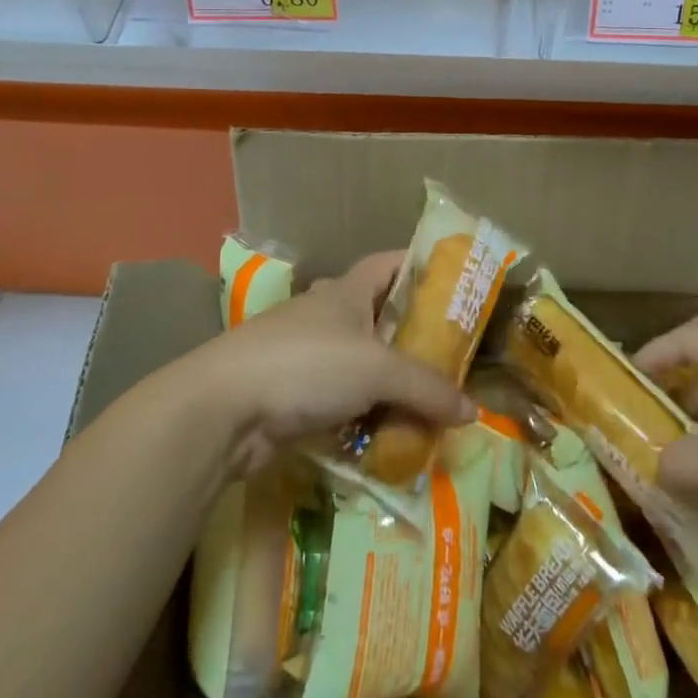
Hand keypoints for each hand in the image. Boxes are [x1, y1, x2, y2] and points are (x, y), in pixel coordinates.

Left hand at [191, 251, 474, 477]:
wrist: (225, 407)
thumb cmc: (307, 364)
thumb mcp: (378, 369)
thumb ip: (427, 387)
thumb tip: (472, 411)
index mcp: (346, 291)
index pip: (388, 263)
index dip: (419, 266)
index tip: (454, 282)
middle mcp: (328, 316)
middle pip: (378, 316)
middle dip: (412, 335)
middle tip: (452, 358)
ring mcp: (308, 355)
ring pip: (362, 363)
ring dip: (390, 382)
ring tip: (429, 402)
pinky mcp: (295, 394)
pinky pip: (344, 400)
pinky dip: (366, 414)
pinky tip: (390, 435)